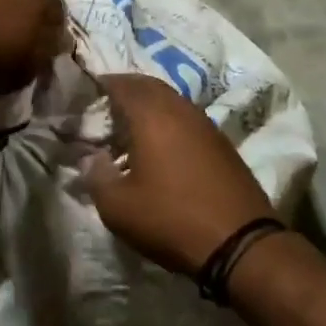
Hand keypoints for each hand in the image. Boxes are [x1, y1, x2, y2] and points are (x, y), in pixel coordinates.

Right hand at [86, 73, 277, 277]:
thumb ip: (96, 176)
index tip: (86, 92)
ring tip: (130, 127)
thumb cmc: (170, 219)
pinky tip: (161, 147)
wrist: (239, 242)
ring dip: (150, 106)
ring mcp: (205, 124)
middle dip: (126, 90)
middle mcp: (180, 109)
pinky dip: (169, 122)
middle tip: (106, 107)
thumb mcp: (118, 207)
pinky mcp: (221, 143)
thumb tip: (91, 158)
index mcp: (152, 115)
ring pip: (171, 100)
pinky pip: (187, 119)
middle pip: (149, 85)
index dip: (102, 84)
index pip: (122, 84)